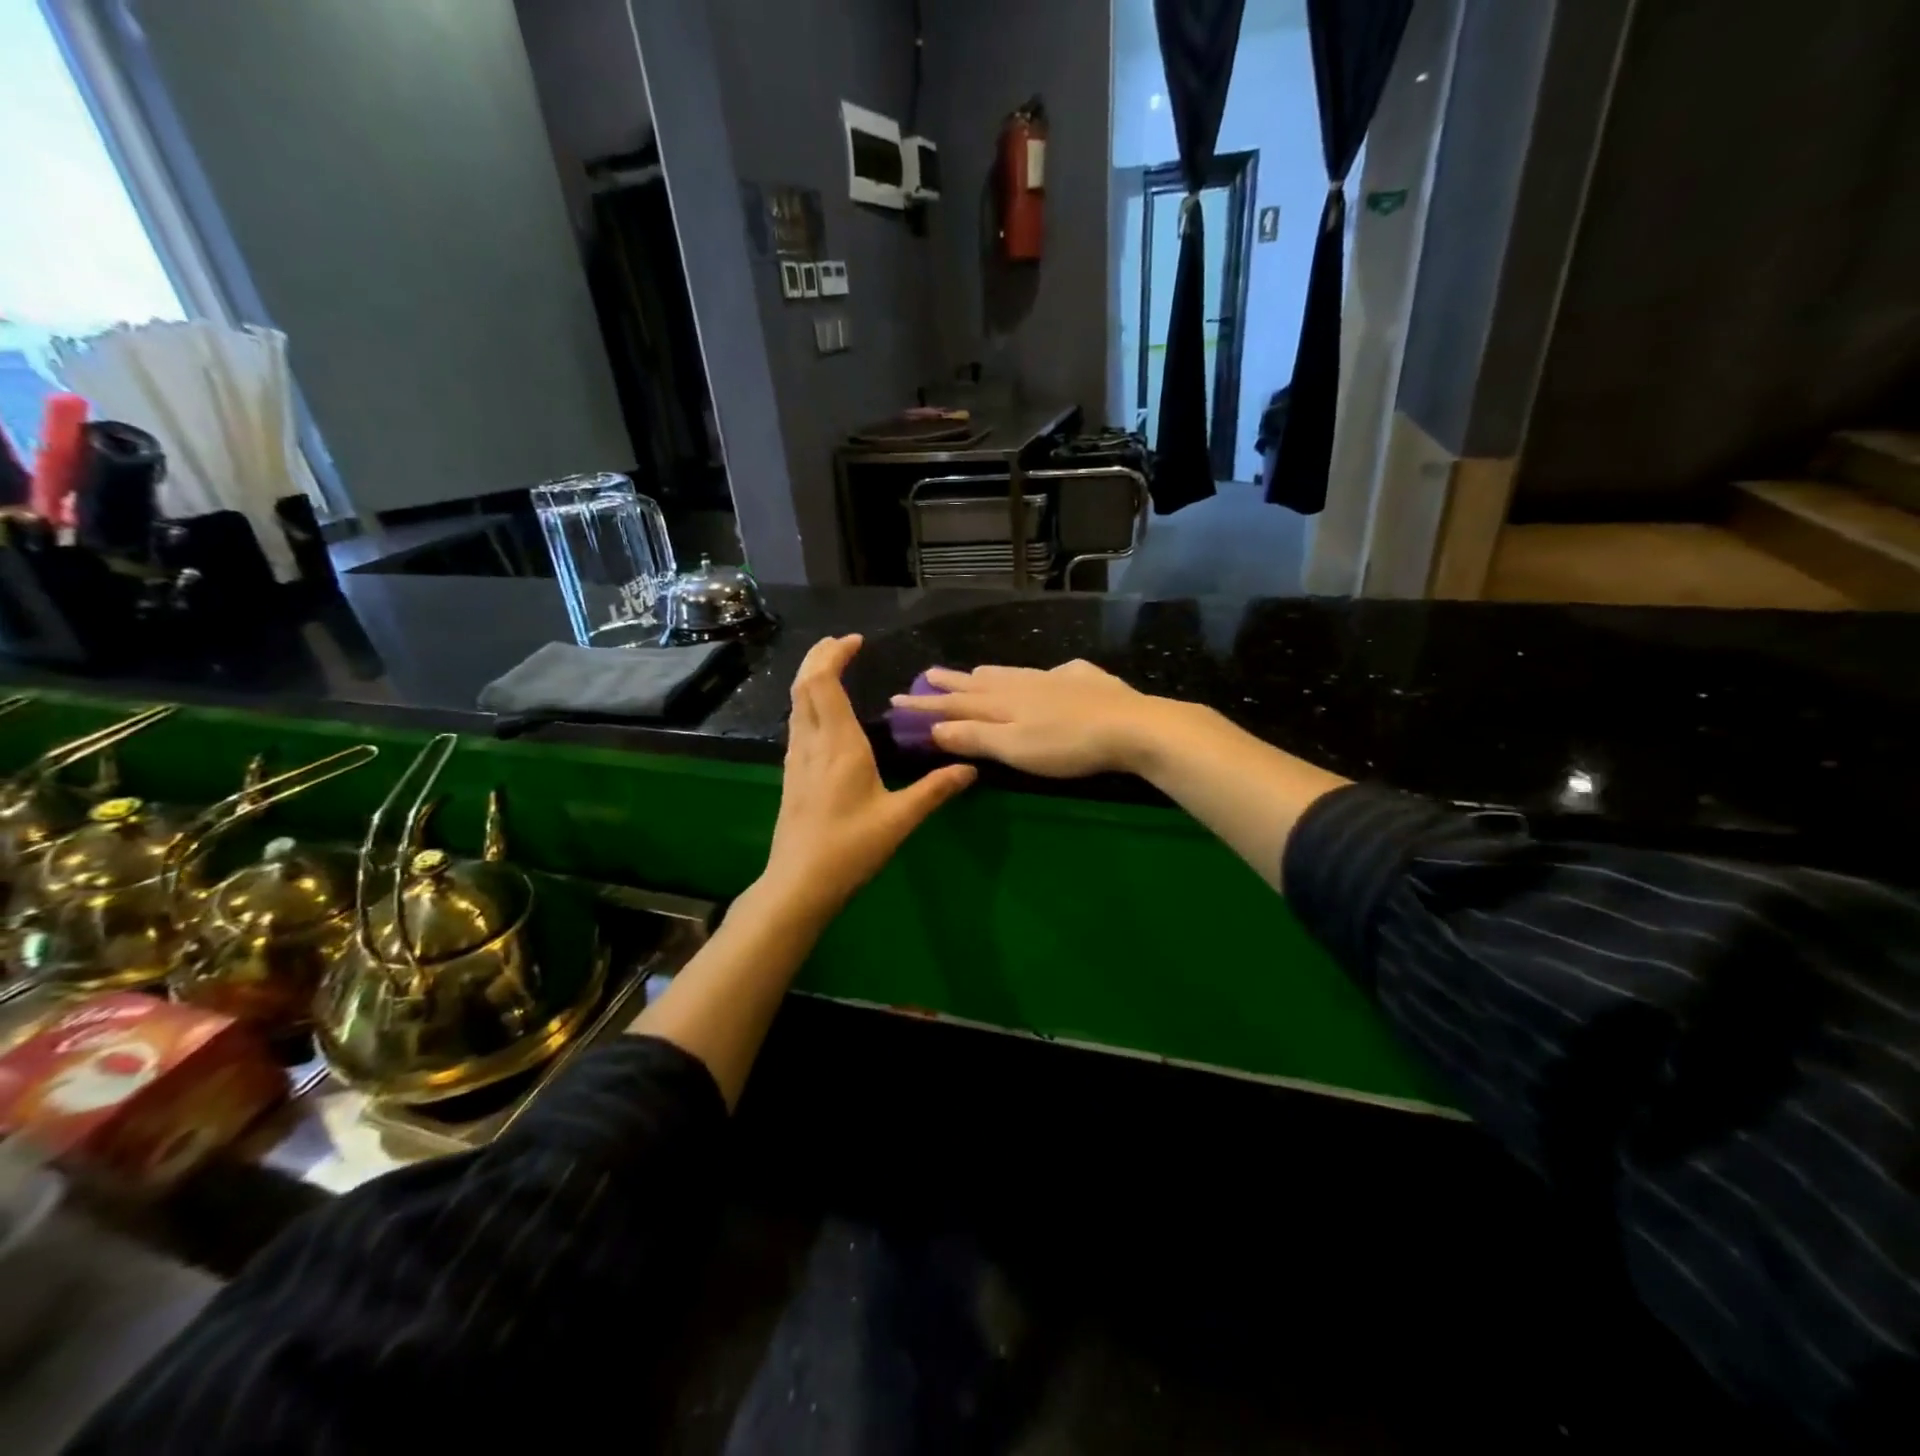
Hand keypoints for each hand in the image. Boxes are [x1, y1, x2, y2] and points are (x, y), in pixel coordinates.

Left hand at [761, 635, 975, 920]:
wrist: (799, 884)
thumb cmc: (850, 849)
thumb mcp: (899, 819)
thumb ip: (935, 790)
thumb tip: (969, 768)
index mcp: (838, 745)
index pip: (824, 683)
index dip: (835, 655)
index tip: (856, 641)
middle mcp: (812, 743)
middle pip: (803, 685)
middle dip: (819, 656)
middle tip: (842, 643)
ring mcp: (796, 759)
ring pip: (795, 703)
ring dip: (810, 677)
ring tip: (832, 666)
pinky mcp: (791, 775)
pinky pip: (796, 723)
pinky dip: (808, 702)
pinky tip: (823, 713)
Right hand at [889, 660, 1169, 778]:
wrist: (1131, 726)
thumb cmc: (1067, 745)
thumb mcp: (1014, 747)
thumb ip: (974, 737)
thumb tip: (934, 728)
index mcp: (1003, 703)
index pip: (954, 703)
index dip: (925, 705)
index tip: (896, 700)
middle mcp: (1023, 684)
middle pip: (980, 682)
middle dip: (951, 682)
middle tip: (928, 674)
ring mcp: (1055, 678)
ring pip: (1012, 673)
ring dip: (988, 674)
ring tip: (975, 672)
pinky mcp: (1085, 680)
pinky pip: (1052, 673)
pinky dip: (1038, 675)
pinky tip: (1050, 675)